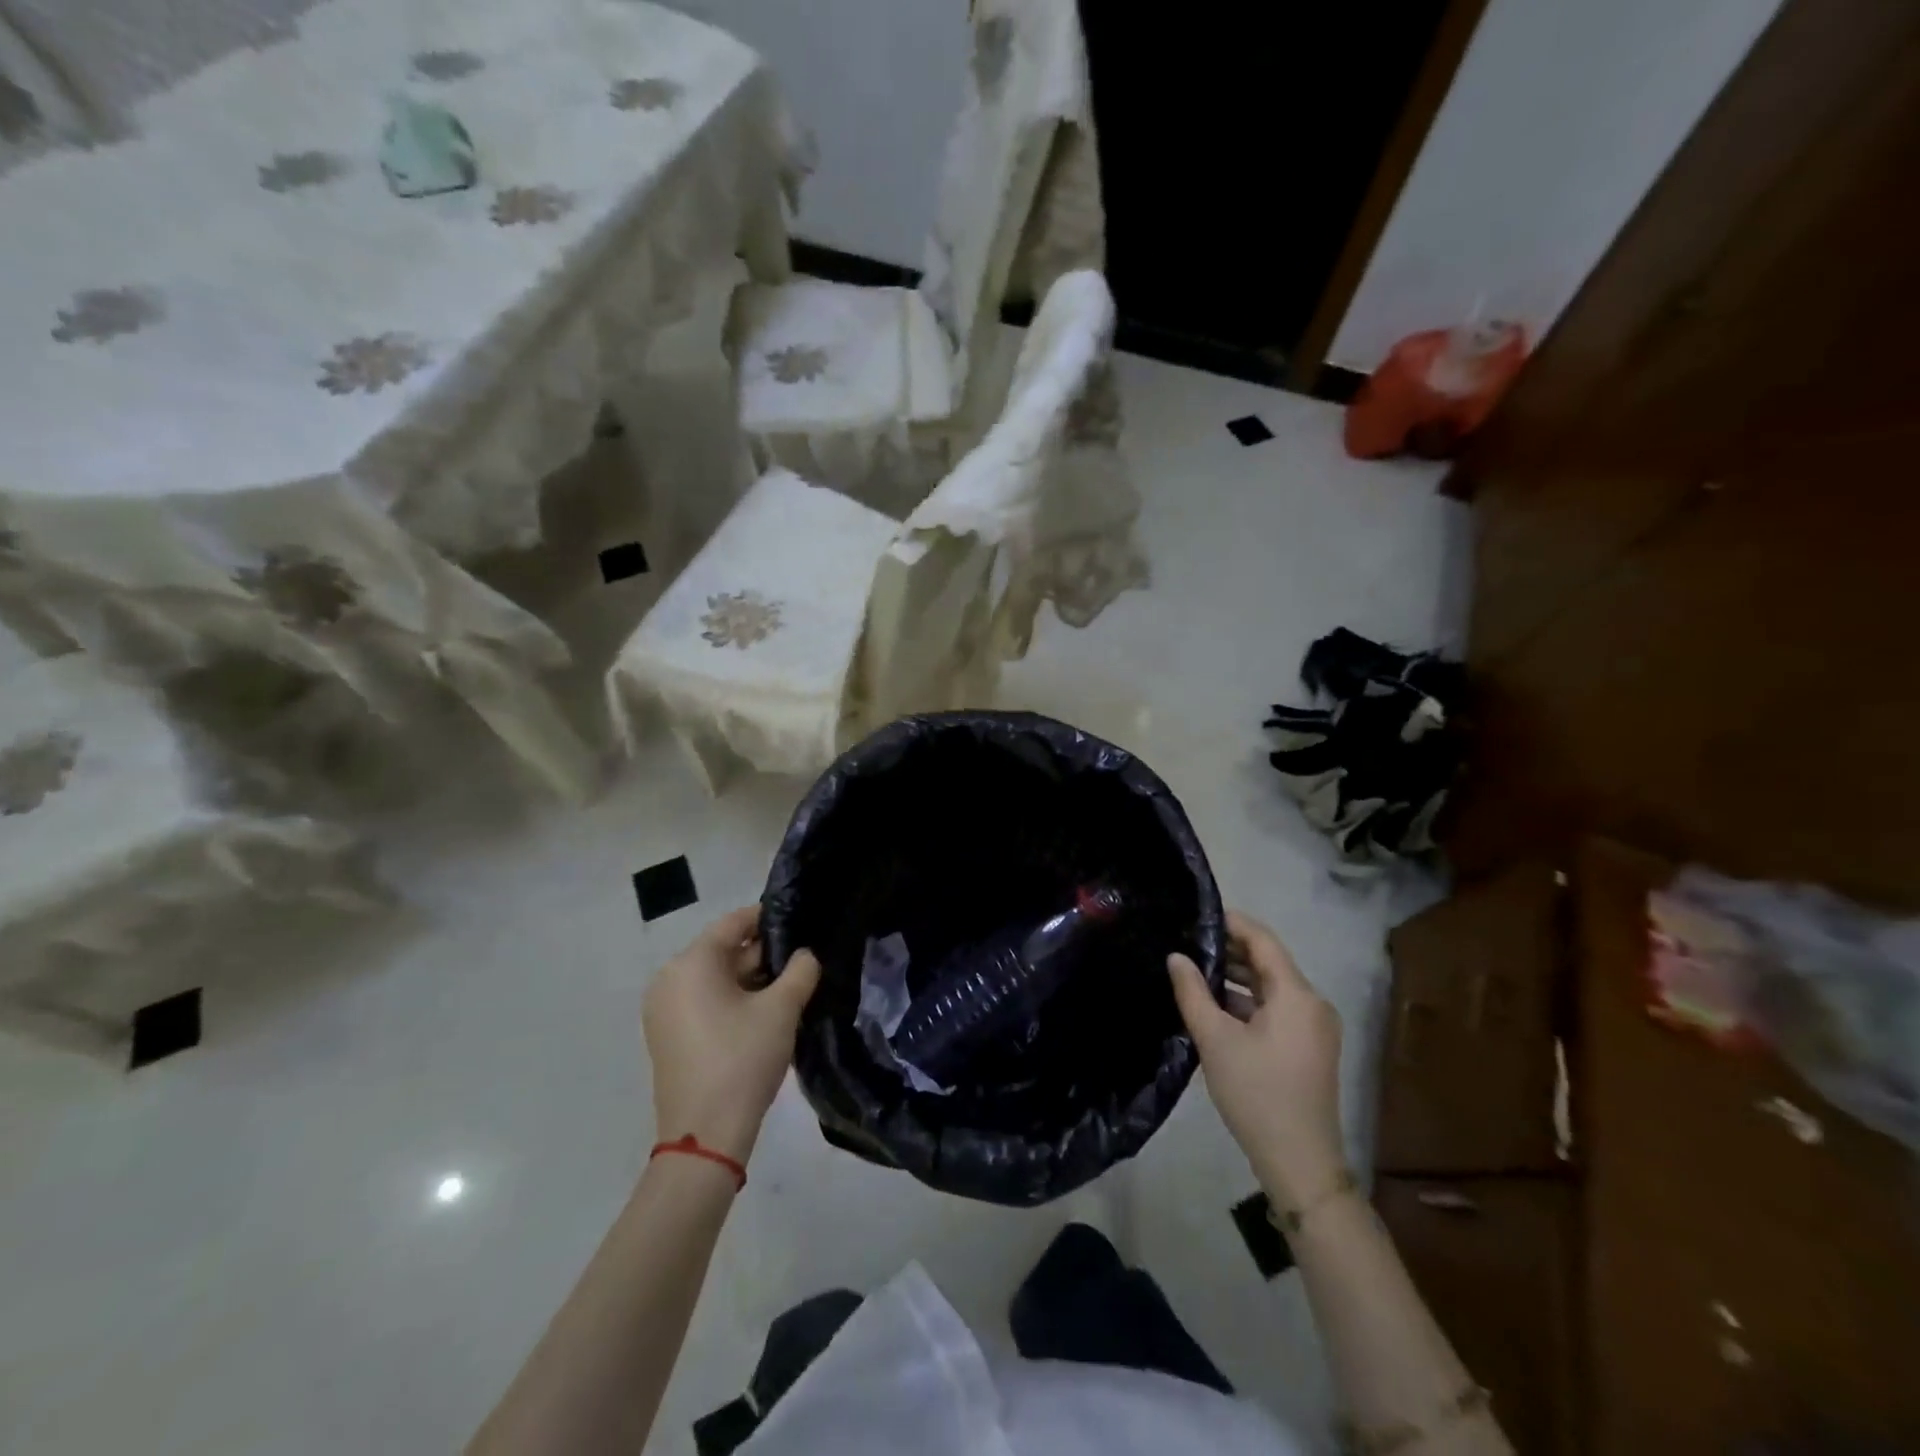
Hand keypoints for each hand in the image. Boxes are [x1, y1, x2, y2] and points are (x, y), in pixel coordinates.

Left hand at [644, 906, 820, 1165]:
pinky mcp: (667, 1035)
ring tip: (789, 988)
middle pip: (722, 950)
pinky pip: (703, 1001)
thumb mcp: (782, 1009)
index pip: (733, 922)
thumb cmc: (743, 1059)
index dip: (768, 919)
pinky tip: (763, 1014)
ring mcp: (663, 1009)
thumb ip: (801, 970)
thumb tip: (805, 955)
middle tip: (801, 962)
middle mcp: (669, 978)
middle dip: (762, 954)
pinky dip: (731, 1000)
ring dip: (750, 979)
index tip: (800, 923)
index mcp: (691, 963)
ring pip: (714, 978)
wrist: (705, 1136)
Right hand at [1169, 910, 1346, 1207]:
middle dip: (1229, 949)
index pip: (1262, 940)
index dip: (1231, 922)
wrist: (1299, 1162)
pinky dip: (1247, 1000)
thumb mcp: (1215, 1039)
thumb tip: (1176, 957)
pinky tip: (1214, 1003)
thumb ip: (1193, 992)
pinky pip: (1276, 1008)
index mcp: (1297, 995)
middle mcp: (1312, 1003)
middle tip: (1187, 940)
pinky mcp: (1308, 1047)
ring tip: (1194, 968)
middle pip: (1268, 961)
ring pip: (1270, 986)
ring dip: (1236, 976)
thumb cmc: (1257, 1094)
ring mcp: (1314, 1027)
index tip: (1197, 913)